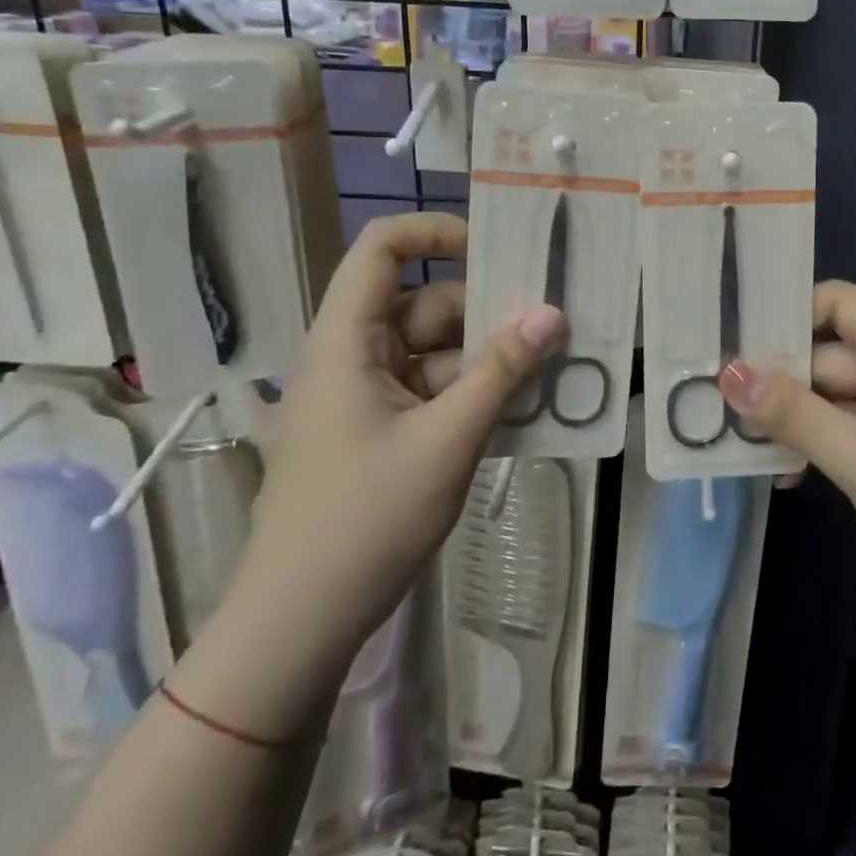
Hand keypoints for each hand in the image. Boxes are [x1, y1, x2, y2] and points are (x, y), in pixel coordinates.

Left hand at [244, 212, 564, 662]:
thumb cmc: (368, 518)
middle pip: (422, 305)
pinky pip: (430, 391)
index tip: (496, 253)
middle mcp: (350, 356)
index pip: (381, 249)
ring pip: (433, 352)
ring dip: (486, 362)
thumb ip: (503, 371)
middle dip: (484, 316)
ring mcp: (362, 396)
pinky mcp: (376, 430)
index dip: (436, 233)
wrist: (302, 622)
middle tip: (548, 330)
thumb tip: (553, 313)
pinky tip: (518, 413)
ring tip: (545, 376)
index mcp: (346, 341)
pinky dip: (470, 395)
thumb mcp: (449, 438)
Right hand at [718, 281, 855, 638]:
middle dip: (777, 380)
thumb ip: (795, 414)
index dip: (786, 315)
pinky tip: (779, 472)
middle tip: (712, 399)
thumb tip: (729, 373)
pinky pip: (847, 431)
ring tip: (734, 438)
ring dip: (791, 419)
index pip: (839, 304)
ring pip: (833, 397)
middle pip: (829, 355)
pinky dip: (816, 446)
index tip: (730, 339)